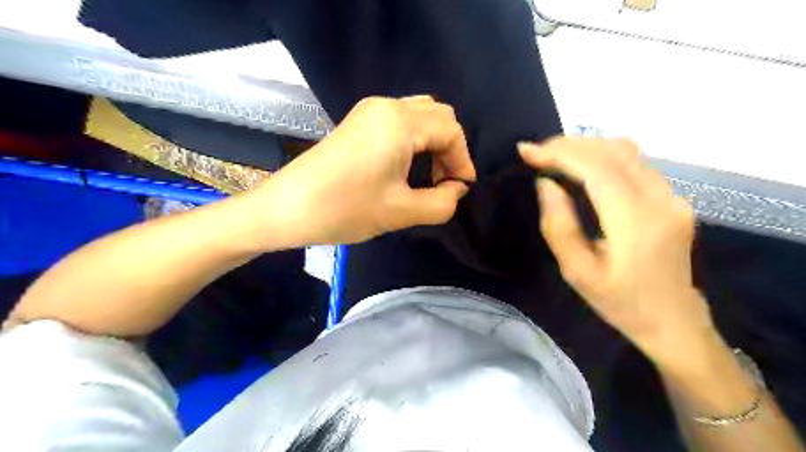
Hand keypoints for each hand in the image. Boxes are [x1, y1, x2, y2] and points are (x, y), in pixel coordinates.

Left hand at [255, 94, 473, 243]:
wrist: (286, 208)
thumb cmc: (345, 209)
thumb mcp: (401, 212)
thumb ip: (442, 202)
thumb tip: (457, 189)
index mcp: (400, 122)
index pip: (451, 131)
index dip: (463, 161)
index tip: (460, 190)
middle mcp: (387, 106)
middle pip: (439, 117)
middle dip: (450, 150)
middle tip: (444, 183)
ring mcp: (369, 111)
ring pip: (420, 116)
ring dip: (433, 144)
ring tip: (428, 178)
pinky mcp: (358, 122)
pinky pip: (400, 121)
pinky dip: (415, 141)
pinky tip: (408, 167)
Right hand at [519, 135, 713, 362]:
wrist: (673, 321)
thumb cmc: (620, 302)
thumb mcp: (577, 273)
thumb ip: (559, 226)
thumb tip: (546, 184)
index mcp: (637, 224)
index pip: (597, 169)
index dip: (560, 154)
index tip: (526, 152)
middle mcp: (662, 200)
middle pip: (613, 151)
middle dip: (569, 144)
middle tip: (535, 152)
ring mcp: (673, 196)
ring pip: (627, 151)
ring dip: (585, 146)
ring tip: (553, 155)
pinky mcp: (673, 197)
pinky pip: (635, 162)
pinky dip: (602, 155)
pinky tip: (580, 164)